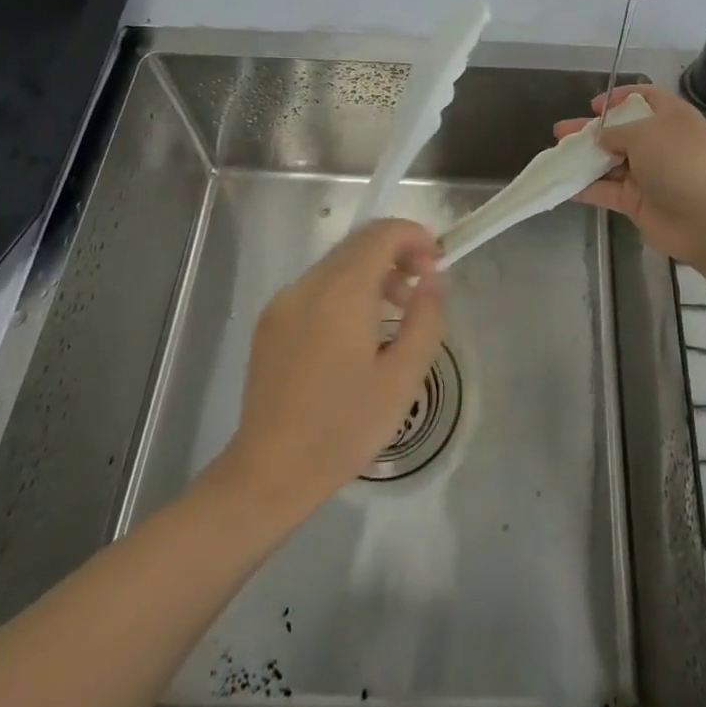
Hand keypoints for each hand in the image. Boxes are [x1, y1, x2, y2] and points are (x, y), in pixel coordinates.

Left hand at [218, 219, 446, 512]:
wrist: (269, 473)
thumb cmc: (343, 428)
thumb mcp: (402, 379)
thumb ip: (424, 319)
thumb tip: (433, 279)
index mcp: (341, 293)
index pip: (381, 234)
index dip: (414, 236)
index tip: (436, 263)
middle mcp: (308, 285)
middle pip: (358, 243)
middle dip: (396, 252)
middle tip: (422, 286)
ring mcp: (284, 301)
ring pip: (338, 263)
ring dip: (373, 271)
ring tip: (395, 312)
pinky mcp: (271, 321)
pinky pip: (317, 286)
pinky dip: (346, 289)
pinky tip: (358, 331)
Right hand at [552, 84, 705, 268]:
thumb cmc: (680, 161)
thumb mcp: (645, 133)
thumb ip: (616, 132)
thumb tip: (600, 137)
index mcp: (670, 117)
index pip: (644, 98)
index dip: (619, 97)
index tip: (593, 105)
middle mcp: (659, 143)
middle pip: (620, 131)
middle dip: (590, 130)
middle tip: (561, 130)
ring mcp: (648, 174)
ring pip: (610, 161)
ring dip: (584, 158)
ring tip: (556, 154)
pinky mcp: (638, 202)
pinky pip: (607, 190)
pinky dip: (586, 187)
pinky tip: (562, 184)